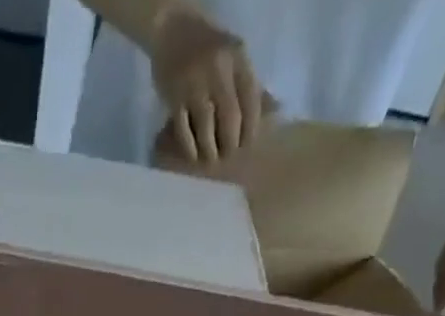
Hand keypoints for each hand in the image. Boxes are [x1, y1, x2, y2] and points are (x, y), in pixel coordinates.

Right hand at [150, 3, 263, 164]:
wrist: (172, 29)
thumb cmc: (207, 48)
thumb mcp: (233, 56)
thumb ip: (248, 82)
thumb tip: (272, 112)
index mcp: (237, 58)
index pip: (251, 99)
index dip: (250, 128)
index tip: (246, 144)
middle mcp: (218, 70)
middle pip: (230, 117)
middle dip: (230, 142)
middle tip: (227, 154)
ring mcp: (194, 84)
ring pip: (206, 127)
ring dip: (210, 149)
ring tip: (210, 157)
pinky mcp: (174, 97)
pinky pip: (183, 130)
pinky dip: (189, 146)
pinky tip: (193, 155)